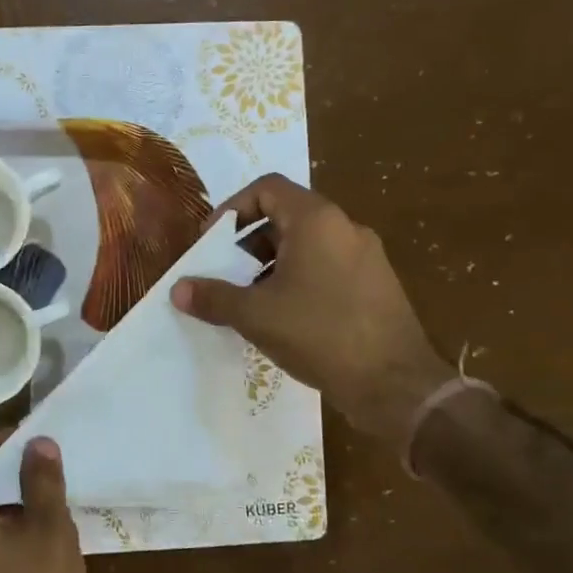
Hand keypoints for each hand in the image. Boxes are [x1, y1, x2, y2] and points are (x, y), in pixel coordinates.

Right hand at [171, 174, 454, 437]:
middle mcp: (345, 227)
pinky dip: (299, 280)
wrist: (394, 384)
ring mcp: (366, 256)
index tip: (213, 241)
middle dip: (248, 243)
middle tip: (227, 275)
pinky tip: (285, 319)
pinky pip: (327, 267)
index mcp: (316, 221)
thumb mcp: (256, 315)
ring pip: (307, 245)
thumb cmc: (320, 335)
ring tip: (251, 301)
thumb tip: (178, 289)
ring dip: (272, 264)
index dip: (232, 208)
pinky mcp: (376, 284)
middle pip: (286, 216)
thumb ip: (214, 297)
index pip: (267, 188)